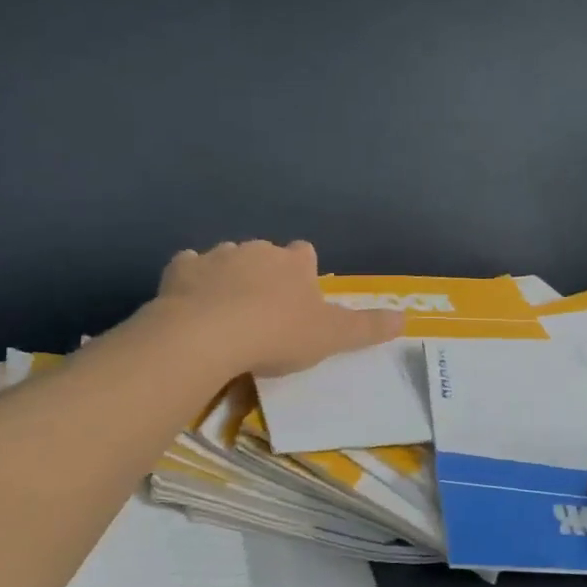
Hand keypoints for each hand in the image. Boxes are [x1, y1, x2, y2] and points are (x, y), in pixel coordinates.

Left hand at [153, 240, 403, 376]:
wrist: (209, 335)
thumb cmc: (278, 334)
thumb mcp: (332, 336)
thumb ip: (368, 327)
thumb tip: (406, 317)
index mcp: (294, 263)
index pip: (305, 254)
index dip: (303, 273)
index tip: (299, 298)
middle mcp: (257, 250)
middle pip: (265, 254)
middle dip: (265, 274)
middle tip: (264, 311)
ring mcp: (216, 256)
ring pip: (226, 258)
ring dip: (228, 277)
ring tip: (226, 311)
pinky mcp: (180, 270)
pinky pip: (188, 268)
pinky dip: (191, 281)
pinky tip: (191, 303)